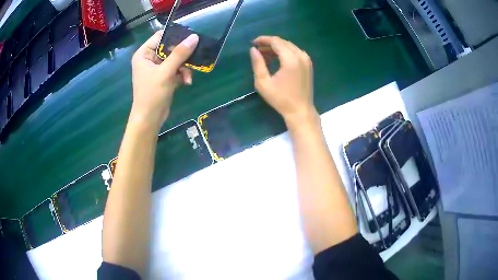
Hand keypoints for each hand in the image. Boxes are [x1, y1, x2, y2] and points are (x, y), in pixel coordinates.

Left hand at [130, 30, 198, 129]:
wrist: (149, 119)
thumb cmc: (152, 94)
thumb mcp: (166, 72)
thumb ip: (180, 54)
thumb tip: (195, 37)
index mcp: (144, 53)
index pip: (160, 36)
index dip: (175, 36)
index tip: (190, 38)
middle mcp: (150, 58)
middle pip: (170, 48)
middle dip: (183, 55)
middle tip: (194, 58)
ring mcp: (157, 68)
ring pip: (176, 59)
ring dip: (184, 67)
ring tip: (189, 77)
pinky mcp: (164, 77)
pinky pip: (176, 69)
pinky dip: (182, 74)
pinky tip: (187, 82)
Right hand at [250, 36, 316, 127]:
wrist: (300, 110)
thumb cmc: (280, 99)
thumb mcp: (263, 83)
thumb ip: (257, 63)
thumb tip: (253, 49)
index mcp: (291, 59)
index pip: (276, 41)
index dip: (263, 39)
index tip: (253, 43)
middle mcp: (300, 56)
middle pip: (283, 42)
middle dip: (269, 43)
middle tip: (257, 49)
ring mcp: (306, 59)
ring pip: (289, 46)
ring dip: (277, 48)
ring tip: (264, 54)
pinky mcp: (308, 64)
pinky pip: (295, 52)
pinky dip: (285, 52)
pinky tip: (277, 58)